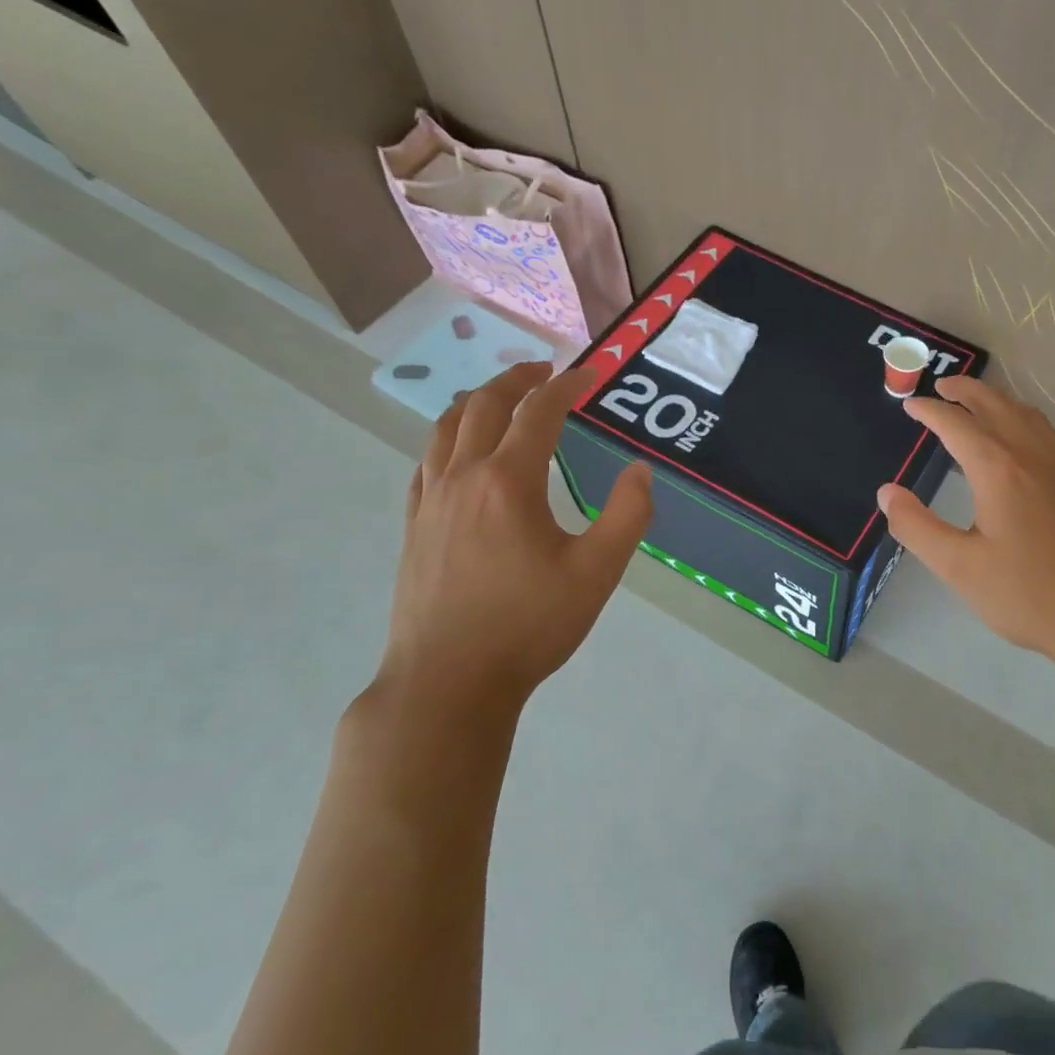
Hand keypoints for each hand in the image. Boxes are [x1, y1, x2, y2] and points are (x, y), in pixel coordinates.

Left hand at [371, 362, 652, 735]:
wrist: (448, 682)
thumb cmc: (529, 626)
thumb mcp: (597, 572)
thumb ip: (627, 515)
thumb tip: (640, 471)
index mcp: (509, 482)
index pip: (539, 413)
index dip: (566, 386)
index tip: (589, 374)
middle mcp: (463, 478)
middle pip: (484, 407)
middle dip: (517, 380)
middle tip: (544, 371)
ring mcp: (430, 502)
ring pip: (446, 429)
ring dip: (477, 401)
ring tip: (501, 398)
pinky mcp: (414, 527)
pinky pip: (427, 462)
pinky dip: (448, 439)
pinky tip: (459, 452)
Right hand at [877, 375, 1054, 669]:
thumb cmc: (1028, 595)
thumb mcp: (959, 568)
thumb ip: (916, 527)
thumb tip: (886, 492)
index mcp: (1000, 470)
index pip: (957, 425)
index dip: (930, 411)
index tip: (909, 406)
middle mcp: (1034, 455)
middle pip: (997, 405)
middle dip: (966, 391)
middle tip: (942, 387)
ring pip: (1028, 415)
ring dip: (998, 400)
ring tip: (978, 403)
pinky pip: (1049, 433)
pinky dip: (1025, 420)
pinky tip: (1027, 440)